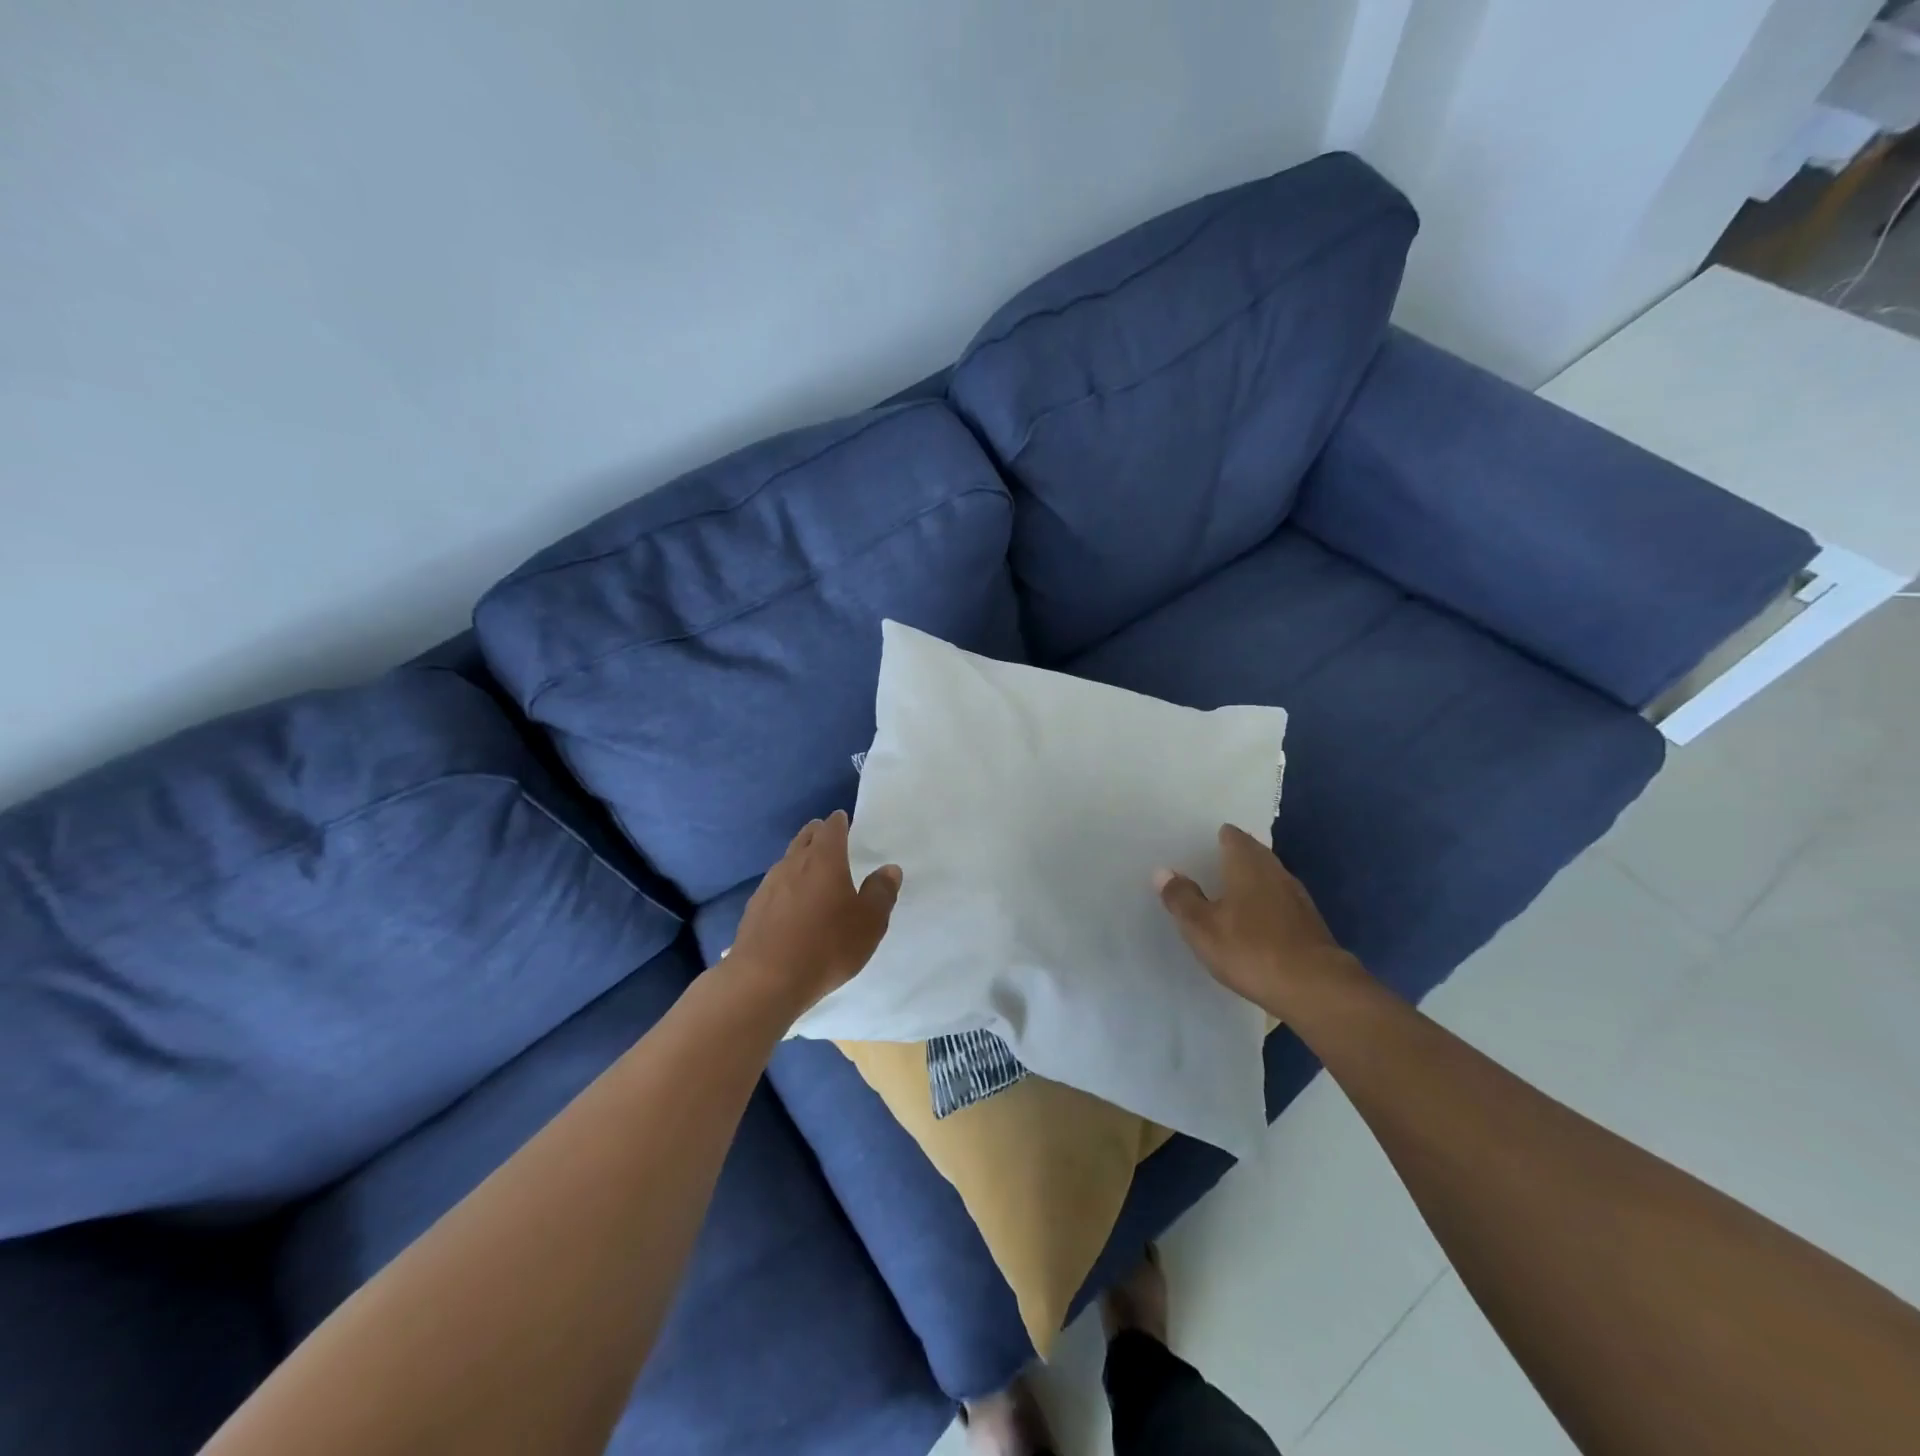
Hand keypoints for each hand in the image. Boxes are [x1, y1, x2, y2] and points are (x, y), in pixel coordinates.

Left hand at [727, 811, 901, 1017]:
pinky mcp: (753, 909)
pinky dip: (786, 886)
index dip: (840, 822)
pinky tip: (791, 905)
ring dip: (800, 860)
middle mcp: (793, 863)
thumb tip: (889, 869)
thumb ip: (881, 892)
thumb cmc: (827, 945)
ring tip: (811, 871)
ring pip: (787, 861)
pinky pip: (774, 887)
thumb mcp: (869, 922)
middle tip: (828, 838)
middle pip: (805, 838)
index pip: (832, 828)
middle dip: (817, 834)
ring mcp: (769, 885)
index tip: (844, 821)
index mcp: (824, 858)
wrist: (765, 980)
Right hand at [1156, 825, 1355, 1017]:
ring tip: (1227, 895)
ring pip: (1268, 878)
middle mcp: (1275, 871)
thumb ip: (1181, 897)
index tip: (1200, 846)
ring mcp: (1297, 897)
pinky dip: (1265, 905)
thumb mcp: (1201, 926)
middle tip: (1208, 868)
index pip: (1232, 836)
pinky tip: (1254, 924)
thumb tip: (1163, 871)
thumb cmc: (1250, 949)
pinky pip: (1280, 902)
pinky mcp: (1309, 923)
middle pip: (1253, 854)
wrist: (1315, 988)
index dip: (1217, 838)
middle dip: (1233, 858)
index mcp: (1247, 863)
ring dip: (1250, 882)